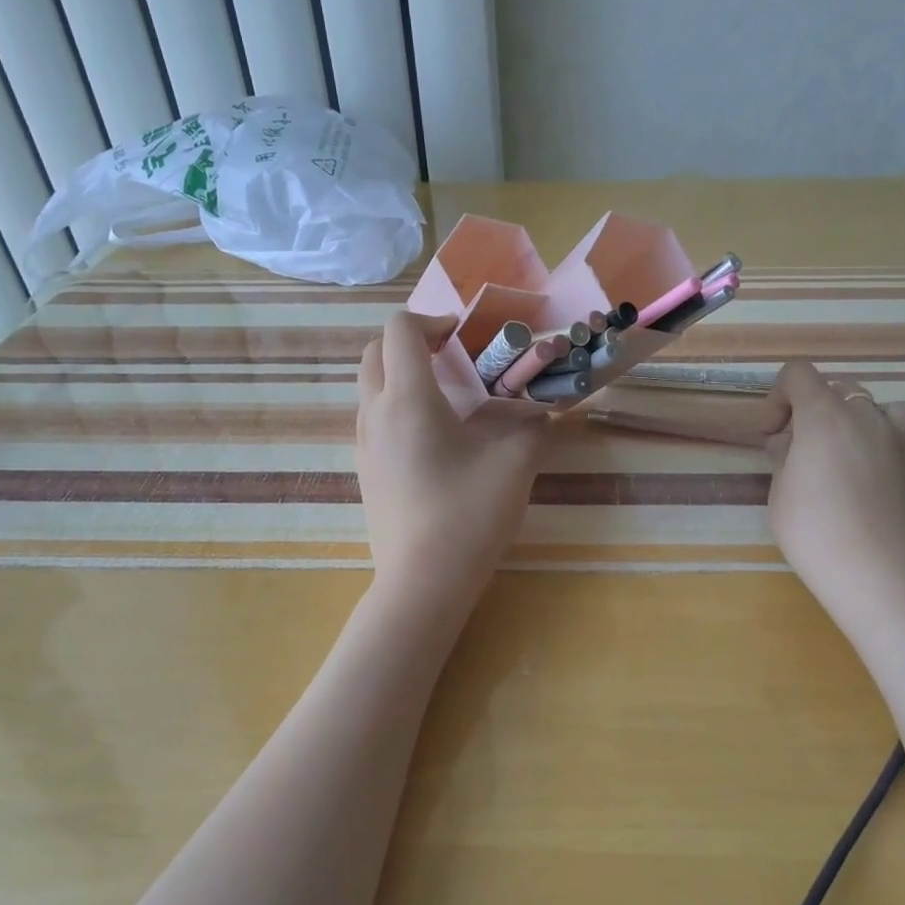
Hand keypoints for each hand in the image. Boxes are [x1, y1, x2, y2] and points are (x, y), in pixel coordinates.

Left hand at [356, 313, 548, 608]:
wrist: (422, 584)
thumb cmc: (468, 516)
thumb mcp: (515, 464)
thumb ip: (532, 425)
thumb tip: (540, 410)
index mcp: (408, 400)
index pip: (400, 330)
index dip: (432, 320)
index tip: (465, 337)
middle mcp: (375, 414)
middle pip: (375, 353)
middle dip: (411, 342)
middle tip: (453, 358)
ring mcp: (364, 445)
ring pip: (371, 387)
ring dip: (402, 375)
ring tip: (448, 398)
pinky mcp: (366, 472)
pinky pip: (374, 419)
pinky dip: (397, 407)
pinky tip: (435, 440)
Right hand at [763, 361, 904, 607]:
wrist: (875, 571)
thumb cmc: (813, 529)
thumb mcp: (779, 492)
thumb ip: (785, 457)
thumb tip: (790, 442)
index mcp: (825, 416)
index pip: (798, 375)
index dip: (780, 396)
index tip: (774, 433)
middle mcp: (869, 418)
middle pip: (844, 389)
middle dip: (821, 411)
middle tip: (807, 450)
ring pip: (894, 411)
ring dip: (873, 424)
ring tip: (859, 454)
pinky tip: (900, 475)